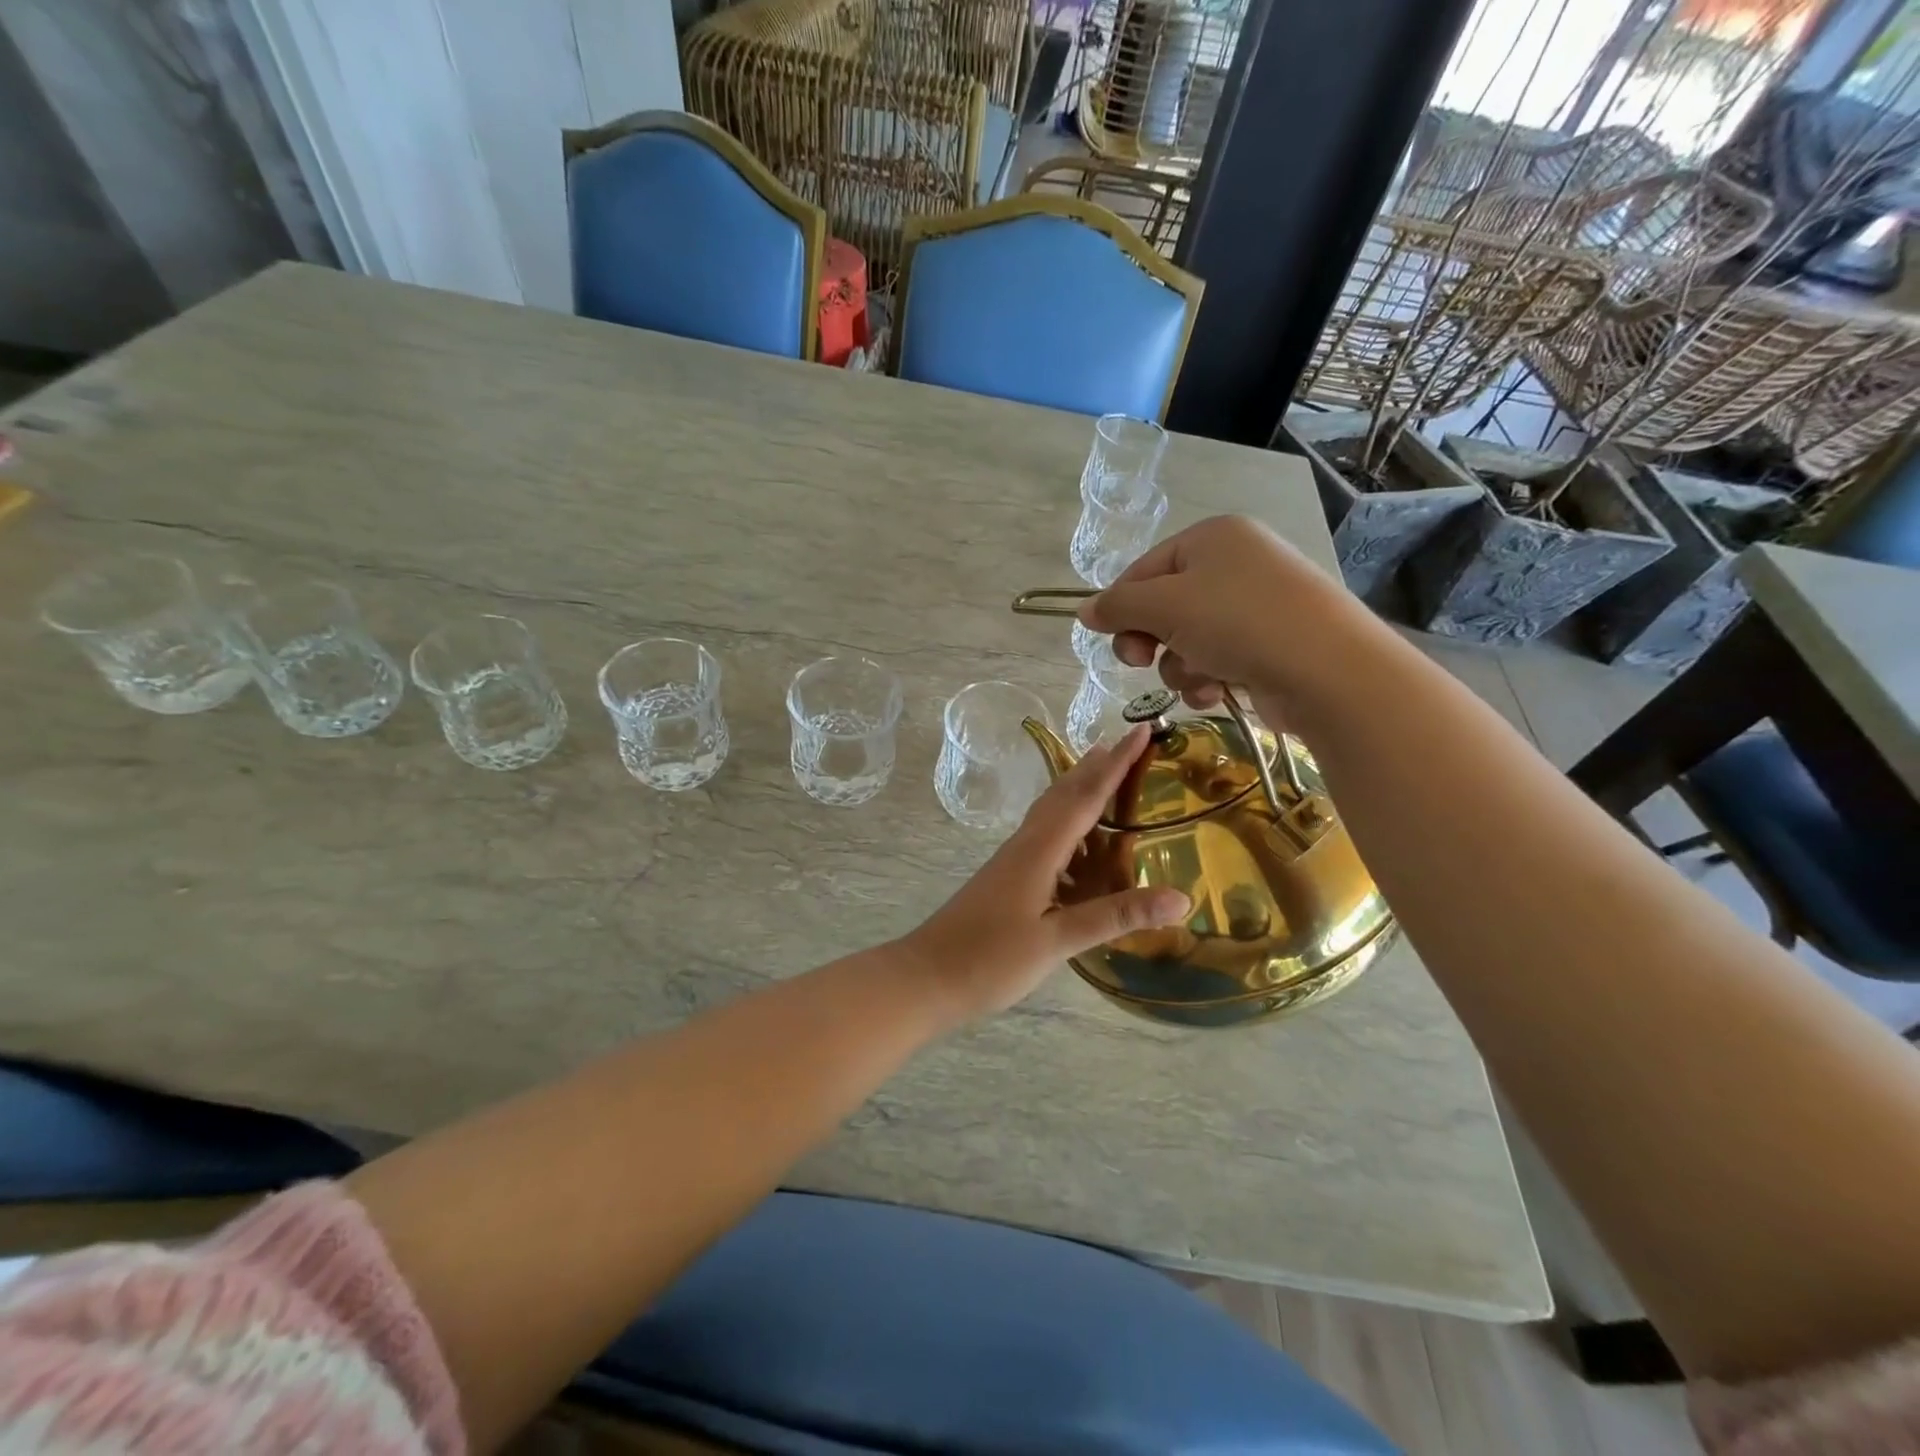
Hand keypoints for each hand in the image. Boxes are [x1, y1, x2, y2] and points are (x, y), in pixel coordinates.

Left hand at [901, 726, 1189, 1020]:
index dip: (1117, 763)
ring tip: (1105, 777)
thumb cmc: (990, 958)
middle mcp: (1026, 845)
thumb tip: (1181, 897)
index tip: (1141, 729)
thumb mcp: (1058, 940)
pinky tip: (1077, 844)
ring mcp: (1012, 861)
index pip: (1086, 796)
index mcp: (1040, 850)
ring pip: (1051, 813)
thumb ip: (1115, 916)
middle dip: (1097, 766)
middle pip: (1065, 794)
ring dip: (1079, 790)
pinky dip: (1068, 824)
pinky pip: (1045, 836)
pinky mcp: (1006, 879)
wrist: (927, 976)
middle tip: (1126, 742)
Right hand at [1077, 515, 1356, 710]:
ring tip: (1198, 678)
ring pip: (1187, 640)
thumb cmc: (1238, 623)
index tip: (1108, 639)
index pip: (1143, 569)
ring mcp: (1257, 606)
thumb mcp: (1165, 607)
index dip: (1120, 606)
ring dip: (1179, 666)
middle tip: (1141, 660)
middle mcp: (1236, 564)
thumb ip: (1118, 607)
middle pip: (1164, 606)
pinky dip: (1207, 678)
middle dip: (1150, 640)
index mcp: (1212, 538)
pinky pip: (1217, 659)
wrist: (1328, 670)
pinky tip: (1215, 692)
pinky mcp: (1270, 645)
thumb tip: (1083, 611)